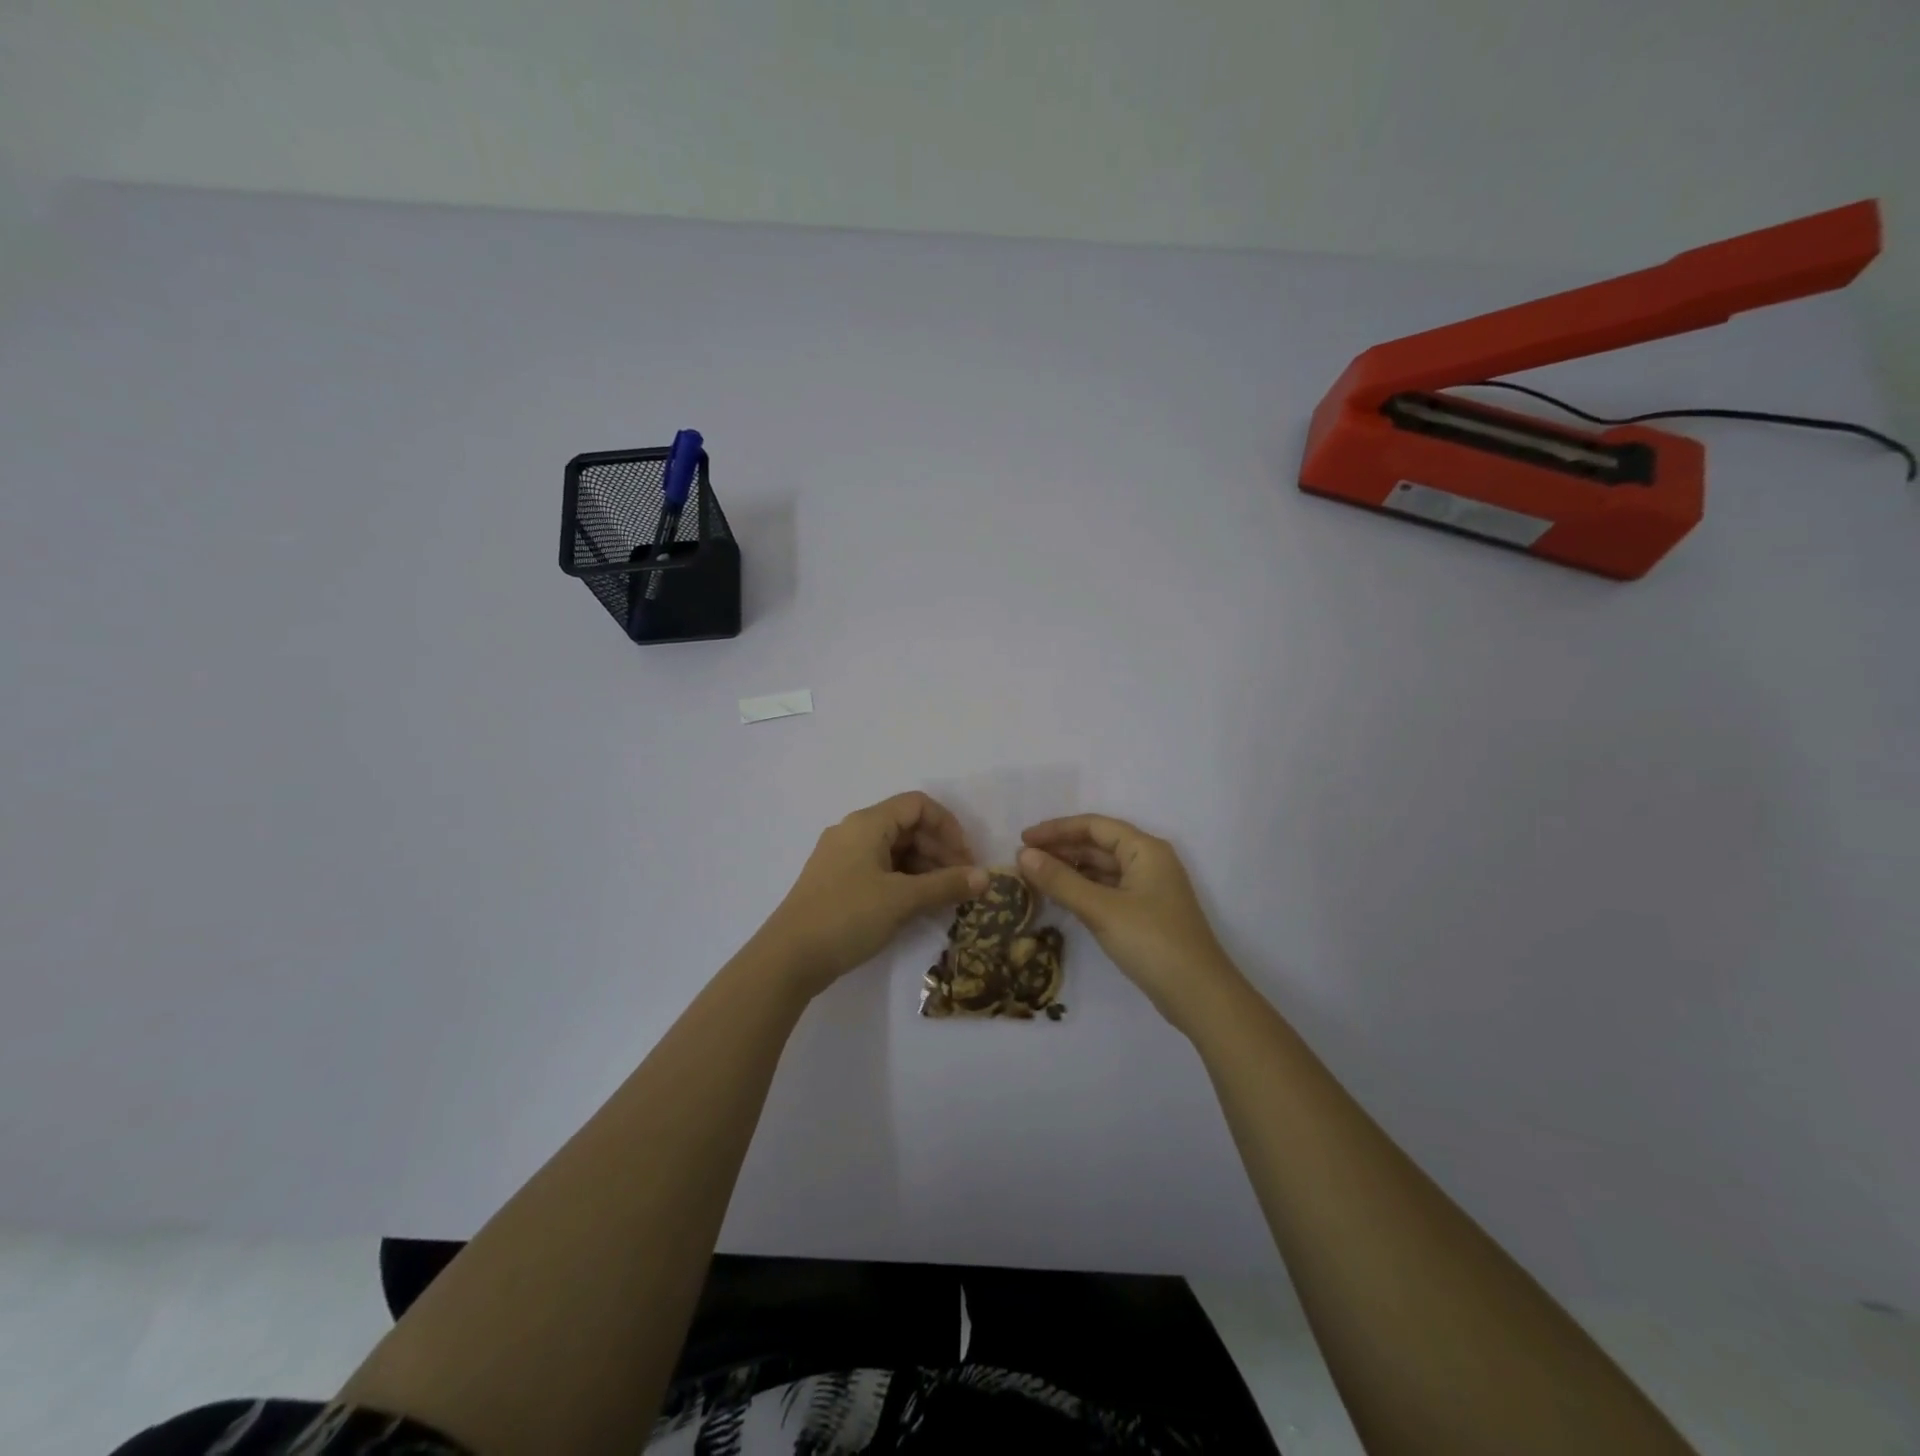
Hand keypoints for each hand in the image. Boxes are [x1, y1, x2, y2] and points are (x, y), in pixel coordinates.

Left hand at [761, 793, 987, 996]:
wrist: (788, 958)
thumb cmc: (847, 916)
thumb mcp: (903, 900)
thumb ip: (947, 885)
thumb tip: (987, 877)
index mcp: (867, 823)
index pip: (917, 805)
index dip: (948, 827)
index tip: (966, 858)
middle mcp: (853, 832)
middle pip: (907, 826)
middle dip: (940, 850)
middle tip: (962, 882)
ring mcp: (842, 858)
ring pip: (894, 850)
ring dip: (924, 868)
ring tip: (945, 897)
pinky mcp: (837, 882)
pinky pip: (879, 869)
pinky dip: (904, 880)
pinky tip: (918, 905)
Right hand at [1018, 815, 1242, 1031]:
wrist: (1198, 995)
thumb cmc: (1151, 942)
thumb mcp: (1101, 909)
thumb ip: (1060, 880)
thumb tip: (1023, 855)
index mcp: (1145, 849)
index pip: (1094, 826)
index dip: (1056, 829)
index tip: (1023, 839)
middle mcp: (1149, 862)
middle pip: (1098, 845)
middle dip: (1061, 849)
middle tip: (1023, 860)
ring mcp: (1149, 889)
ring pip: (1102, 869)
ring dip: (1070, 870)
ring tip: (1035, 878)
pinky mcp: (1146, 913)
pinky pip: (1108, 890)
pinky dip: (1083, 890)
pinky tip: (1061, 898)